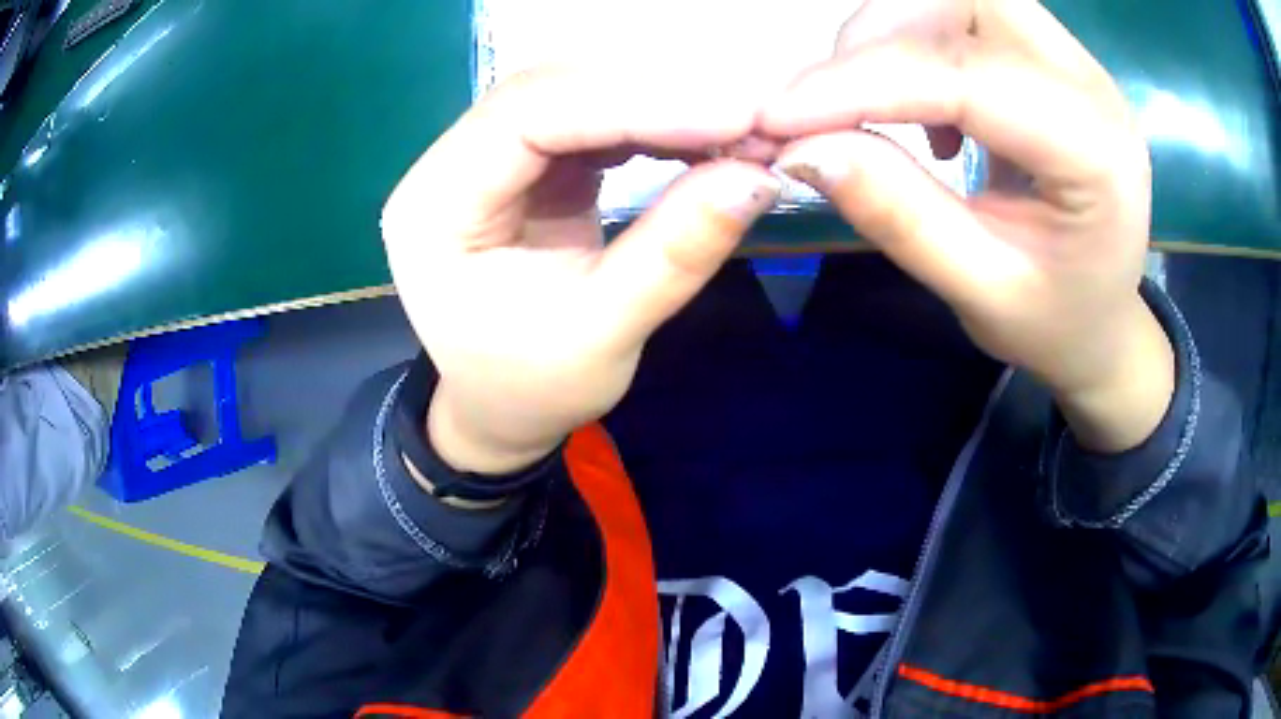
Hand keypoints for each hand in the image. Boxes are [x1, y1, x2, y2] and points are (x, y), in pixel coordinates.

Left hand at [381, 68, 780, 474]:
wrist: (504, 405)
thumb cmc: (532, 387)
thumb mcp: (602, 337)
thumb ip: (675, 254)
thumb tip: (758, 178)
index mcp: (434, 211)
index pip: (525, 118)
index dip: (630, 104)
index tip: (731, 115)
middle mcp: (447, 166)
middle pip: (551, 91)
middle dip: (656, 95)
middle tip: (752, 116)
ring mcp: (486, 158)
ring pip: (575, 95)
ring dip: (661, 103)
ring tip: (739, 127)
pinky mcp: (526, 164)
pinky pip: (592, 120)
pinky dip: (653, 123)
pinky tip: (701, 137)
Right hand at [758, 0, 1171, 451]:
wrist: (1102, 316)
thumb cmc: (1053, 320)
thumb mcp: (979, 293)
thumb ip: (899, 216)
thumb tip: (801, 150)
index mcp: (1095, 155)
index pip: (967, 76)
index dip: (862, 82)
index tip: (776, 117)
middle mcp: (1090, 84)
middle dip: (884, 31)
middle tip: (835, 99)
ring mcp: (1072, 62)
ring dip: (896, 30)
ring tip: (882, 105)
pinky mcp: (1050, 57)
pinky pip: (966, 12)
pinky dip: (919, 38)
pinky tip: (927, 106)